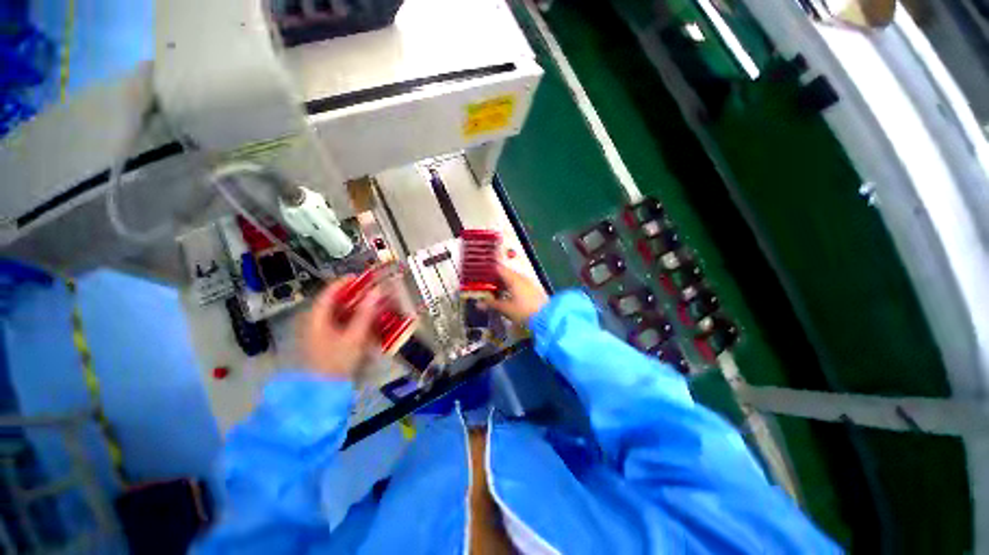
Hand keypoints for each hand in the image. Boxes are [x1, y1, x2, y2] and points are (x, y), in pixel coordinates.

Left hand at [297, 277, 379, 377]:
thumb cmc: (336, 362)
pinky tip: (368, 323)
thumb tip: (378, 291)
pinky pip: (340, 324)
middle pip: (336, 301)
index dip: (348, 281)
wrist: (321, 394)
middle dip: (358, 296)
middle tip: (376, 293)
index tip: (366, 277)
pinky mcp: (324, 341)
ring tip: (376, 307)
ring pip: (340, 313)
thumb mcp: (354, 336)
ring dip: (358, 308)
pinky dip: (355, 320)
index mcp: (316, 317)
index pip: (331, 291)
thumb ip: (366, 312)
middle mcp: (314, 321)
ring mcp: (318, 332)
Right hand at [481, 264, 547, 325]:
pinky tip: (506, 295)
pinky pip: (517, 285)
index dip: (488, 269)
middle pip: (505, 273)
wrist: (547, 317)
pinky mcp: (532, 290)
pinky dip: (509, 287)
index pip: (498, 268)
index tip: (479, 272)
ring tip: (493, 290)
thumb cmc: (524, 311)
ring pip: (512, 279)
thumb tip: (478, 304)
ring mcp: (528, 283)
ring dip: (502, 283)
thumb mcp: (506, 308)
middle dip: (494, 277)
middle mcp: (521, 278)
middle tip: (484, 283)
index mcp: (513, 278)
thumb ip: (491, 304)